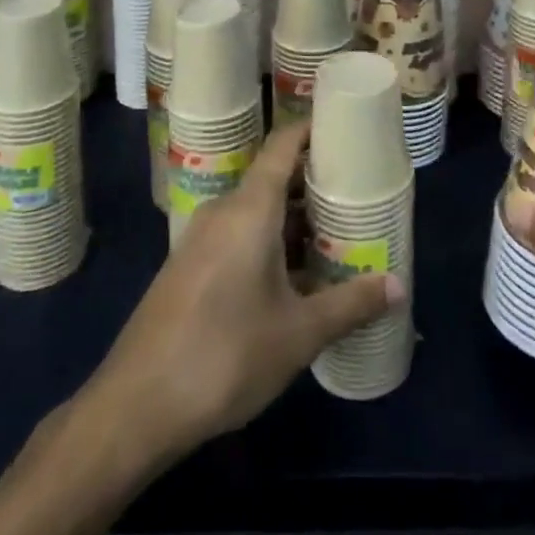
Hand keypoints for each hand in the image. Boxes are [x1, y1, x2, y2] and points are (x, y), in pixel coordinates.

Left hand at [89, 119, 402, 457]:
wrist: (136, 406)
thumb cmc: (225, 355)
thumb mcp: (298, 333)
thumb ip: (350, 304)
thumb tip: (398, 285)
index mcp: (249, 208)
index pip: (283, 144)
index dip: (312, 130)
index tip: (346, 128)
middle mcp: (223, 211)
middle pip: (274, 179)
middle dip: (314, 184)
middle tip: (358, 195)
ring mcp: (201, 239)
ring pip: (257, 212)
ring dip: (294, 220)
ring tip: (336, 236)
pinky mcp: (189, 267)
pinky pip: (238, 235)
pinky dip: (270, 241)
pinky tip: (295, 276)